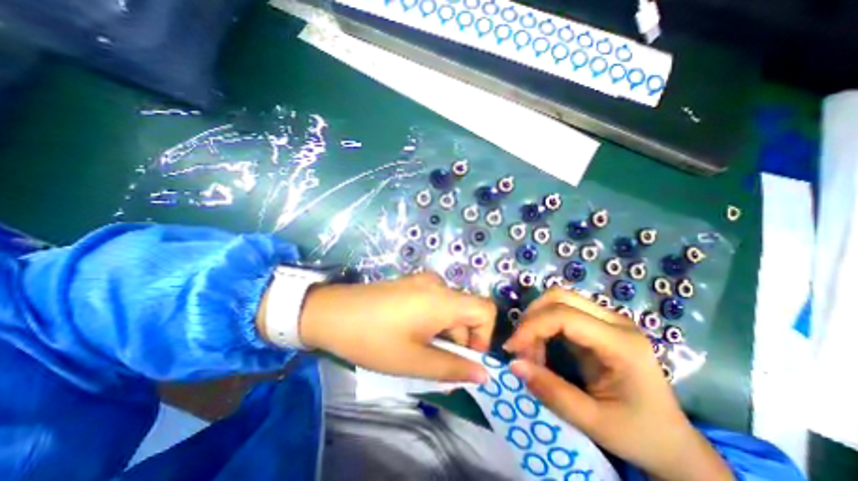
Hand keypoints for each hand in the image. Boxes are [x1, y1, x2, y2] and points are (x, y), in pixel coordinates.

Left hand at [299, 273, 495, 381]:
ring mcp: (422, 281)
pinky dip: (433, 321)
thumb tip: (483, 374)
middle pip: (466, 312)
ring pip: (449, 309)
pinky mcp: (410, 284)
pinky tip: (411, 333)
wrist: (332, 312)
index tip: (465, 358)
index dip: (484, 336)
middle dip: (459, 340)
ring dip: (444, 332)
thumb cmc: (373, 338)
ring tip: (419, 350)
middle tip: (435, 362)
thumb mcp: (414, 360)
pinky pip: (434, 303)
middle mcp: (438, 284)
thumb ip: (453, 368)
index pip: (486, 310)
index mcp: (443, 299)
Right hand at [503, 288, 733, 479]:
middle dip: (532, 318)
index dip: (531, 327)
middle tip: (520, 348)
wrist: (672, 441)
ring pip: (558, 299)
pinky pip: (561, 311)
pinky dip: (543, 325)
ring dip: (536, 320)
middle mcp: (615, 321)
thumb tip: (513, 364)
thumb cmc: (639, 434)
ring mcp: (607, 319)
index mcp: (621, 343)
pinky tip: (542, 347)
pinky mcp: (598, 324)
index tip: (512, 349)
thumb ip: (552, 392)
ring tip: (531, 351)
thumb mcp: (594, 423)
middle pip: (559, 296)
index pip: (564, 315)